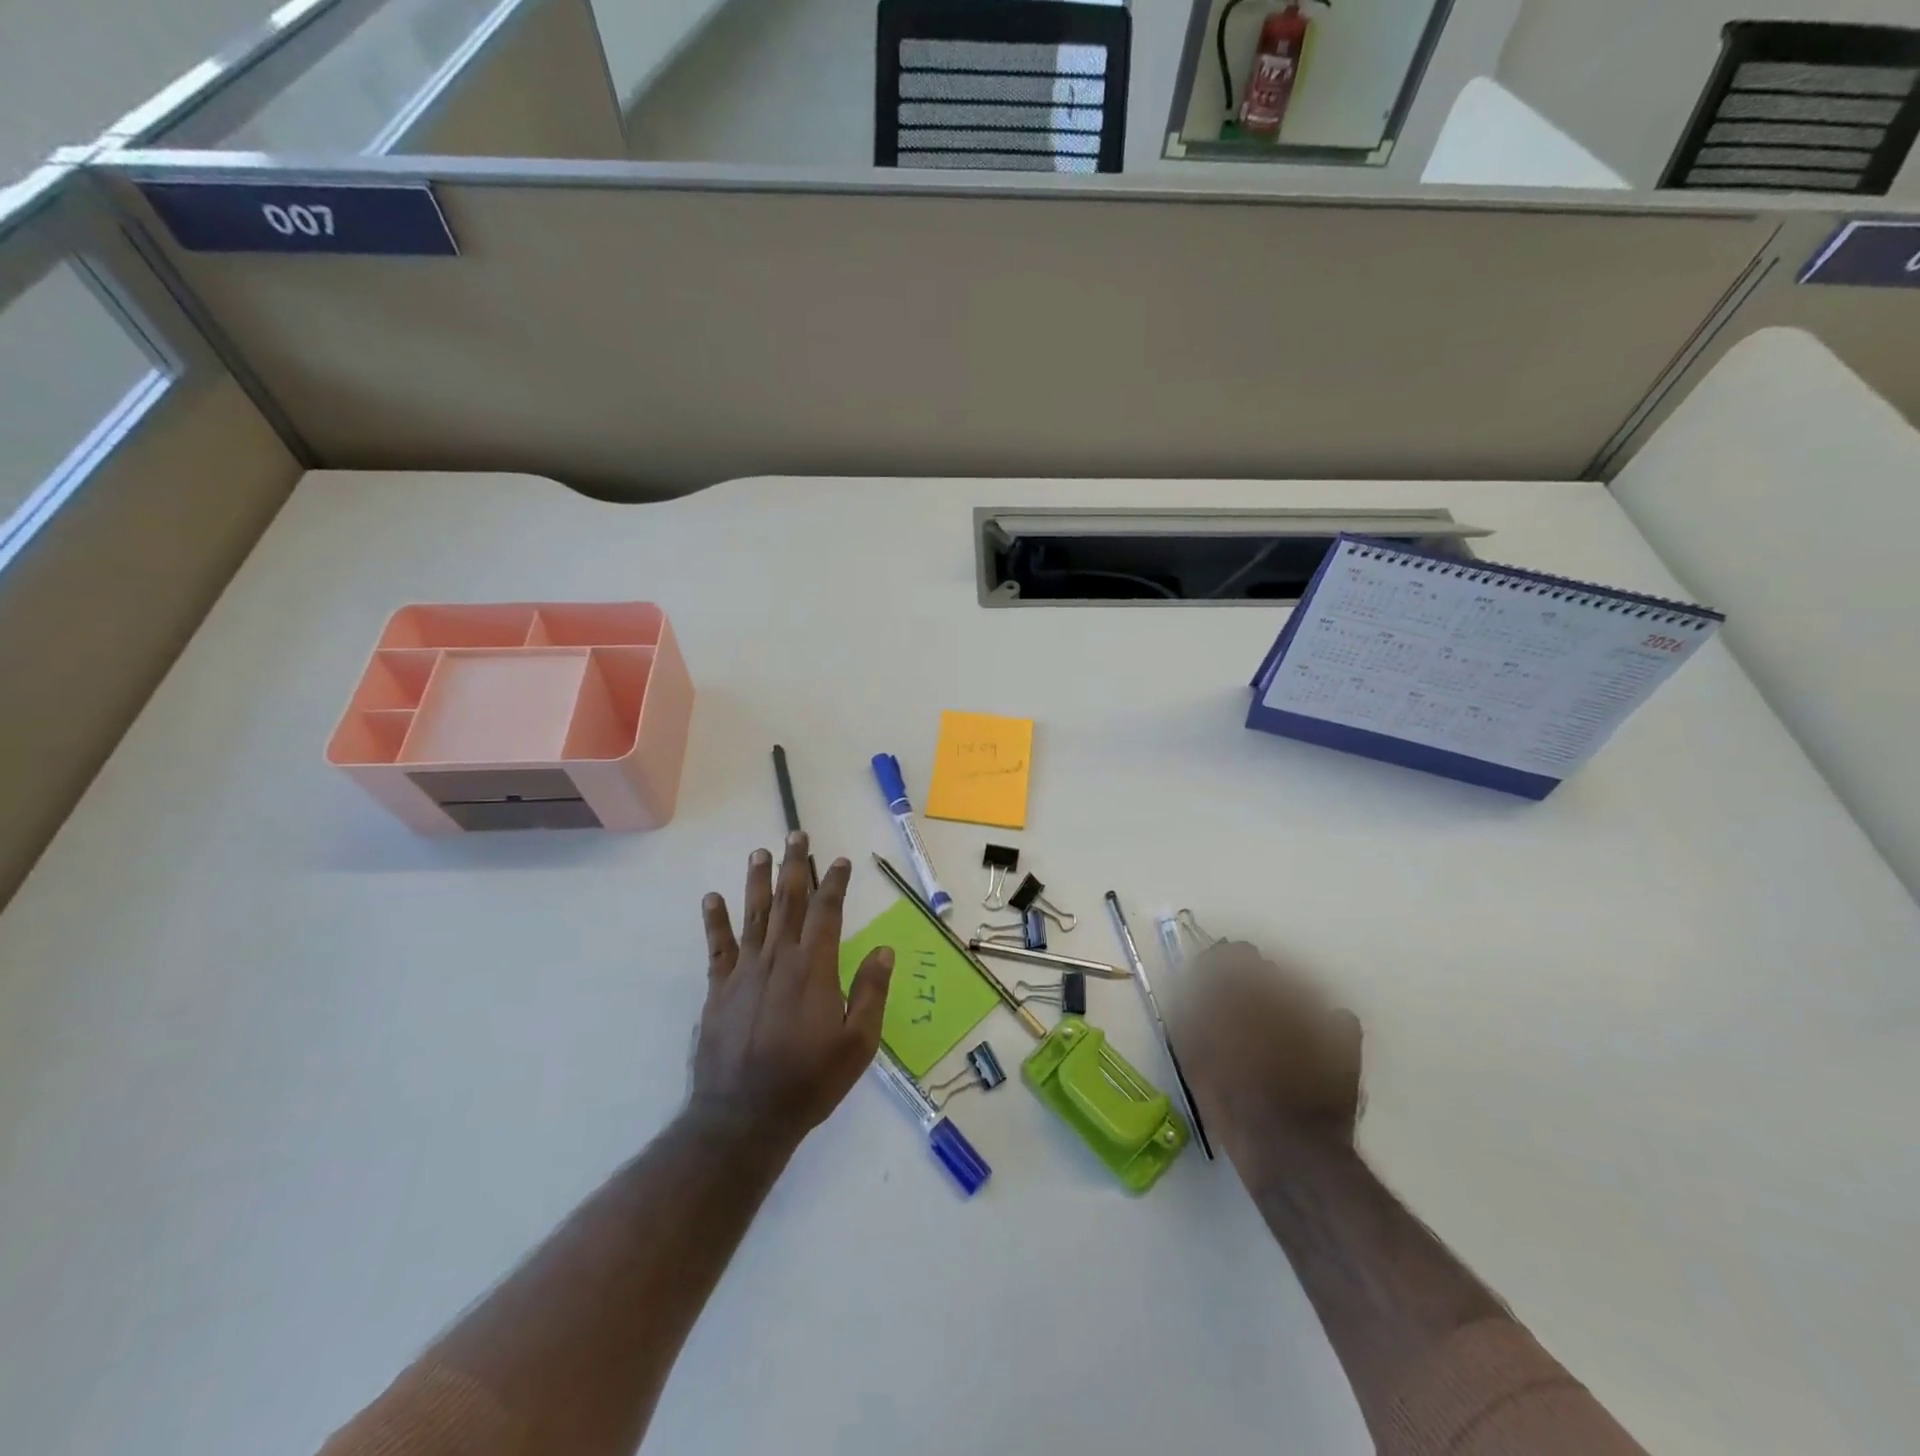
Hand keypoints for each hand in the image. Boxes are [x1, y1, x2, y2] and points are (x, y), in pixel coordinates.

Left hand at [692, 832, 892, 1147]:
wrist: (744, 1116)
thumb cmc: (809, 1081)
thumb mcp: (858, 1043)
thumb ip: (871, 992)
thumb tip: (886, 950)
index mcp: (815, 968)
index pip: (827, 912)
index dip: (835, 882)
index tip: (840, 860)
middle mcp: (779, 958)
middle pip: (788, 901)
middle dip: (795, 866)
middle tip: (796, 835)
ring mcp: (745, 971)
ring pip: (753, 914)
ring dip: (758, 880)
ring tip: (760, 852)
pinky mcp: (719, 989)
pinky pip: (717, 946)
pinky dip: (715, 920)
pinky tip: (712, 898)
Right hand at [1171, 940, 1362, 1149]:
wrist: (1288, 1150)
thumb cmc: (1231, 1104)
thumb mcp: (1194, 1057)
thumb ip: (1192, 1015)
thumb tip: (1195, 989)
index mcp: (1237, 993)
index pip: (1229, 957)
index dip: (1221, 966)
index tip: (1214, 982)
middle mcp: (1277, 993)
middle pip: (1264, 967)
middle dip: (1253, 981)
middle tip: (1244, 1009)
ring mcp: (1315, 1015)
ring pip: (1299, 986)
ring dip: (1286, 998)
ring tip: (1280, 1028)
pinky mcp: (1344, 1041)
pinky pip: (1337, 1018)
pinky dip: (1327, 1025)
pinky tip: (1316, 1043)